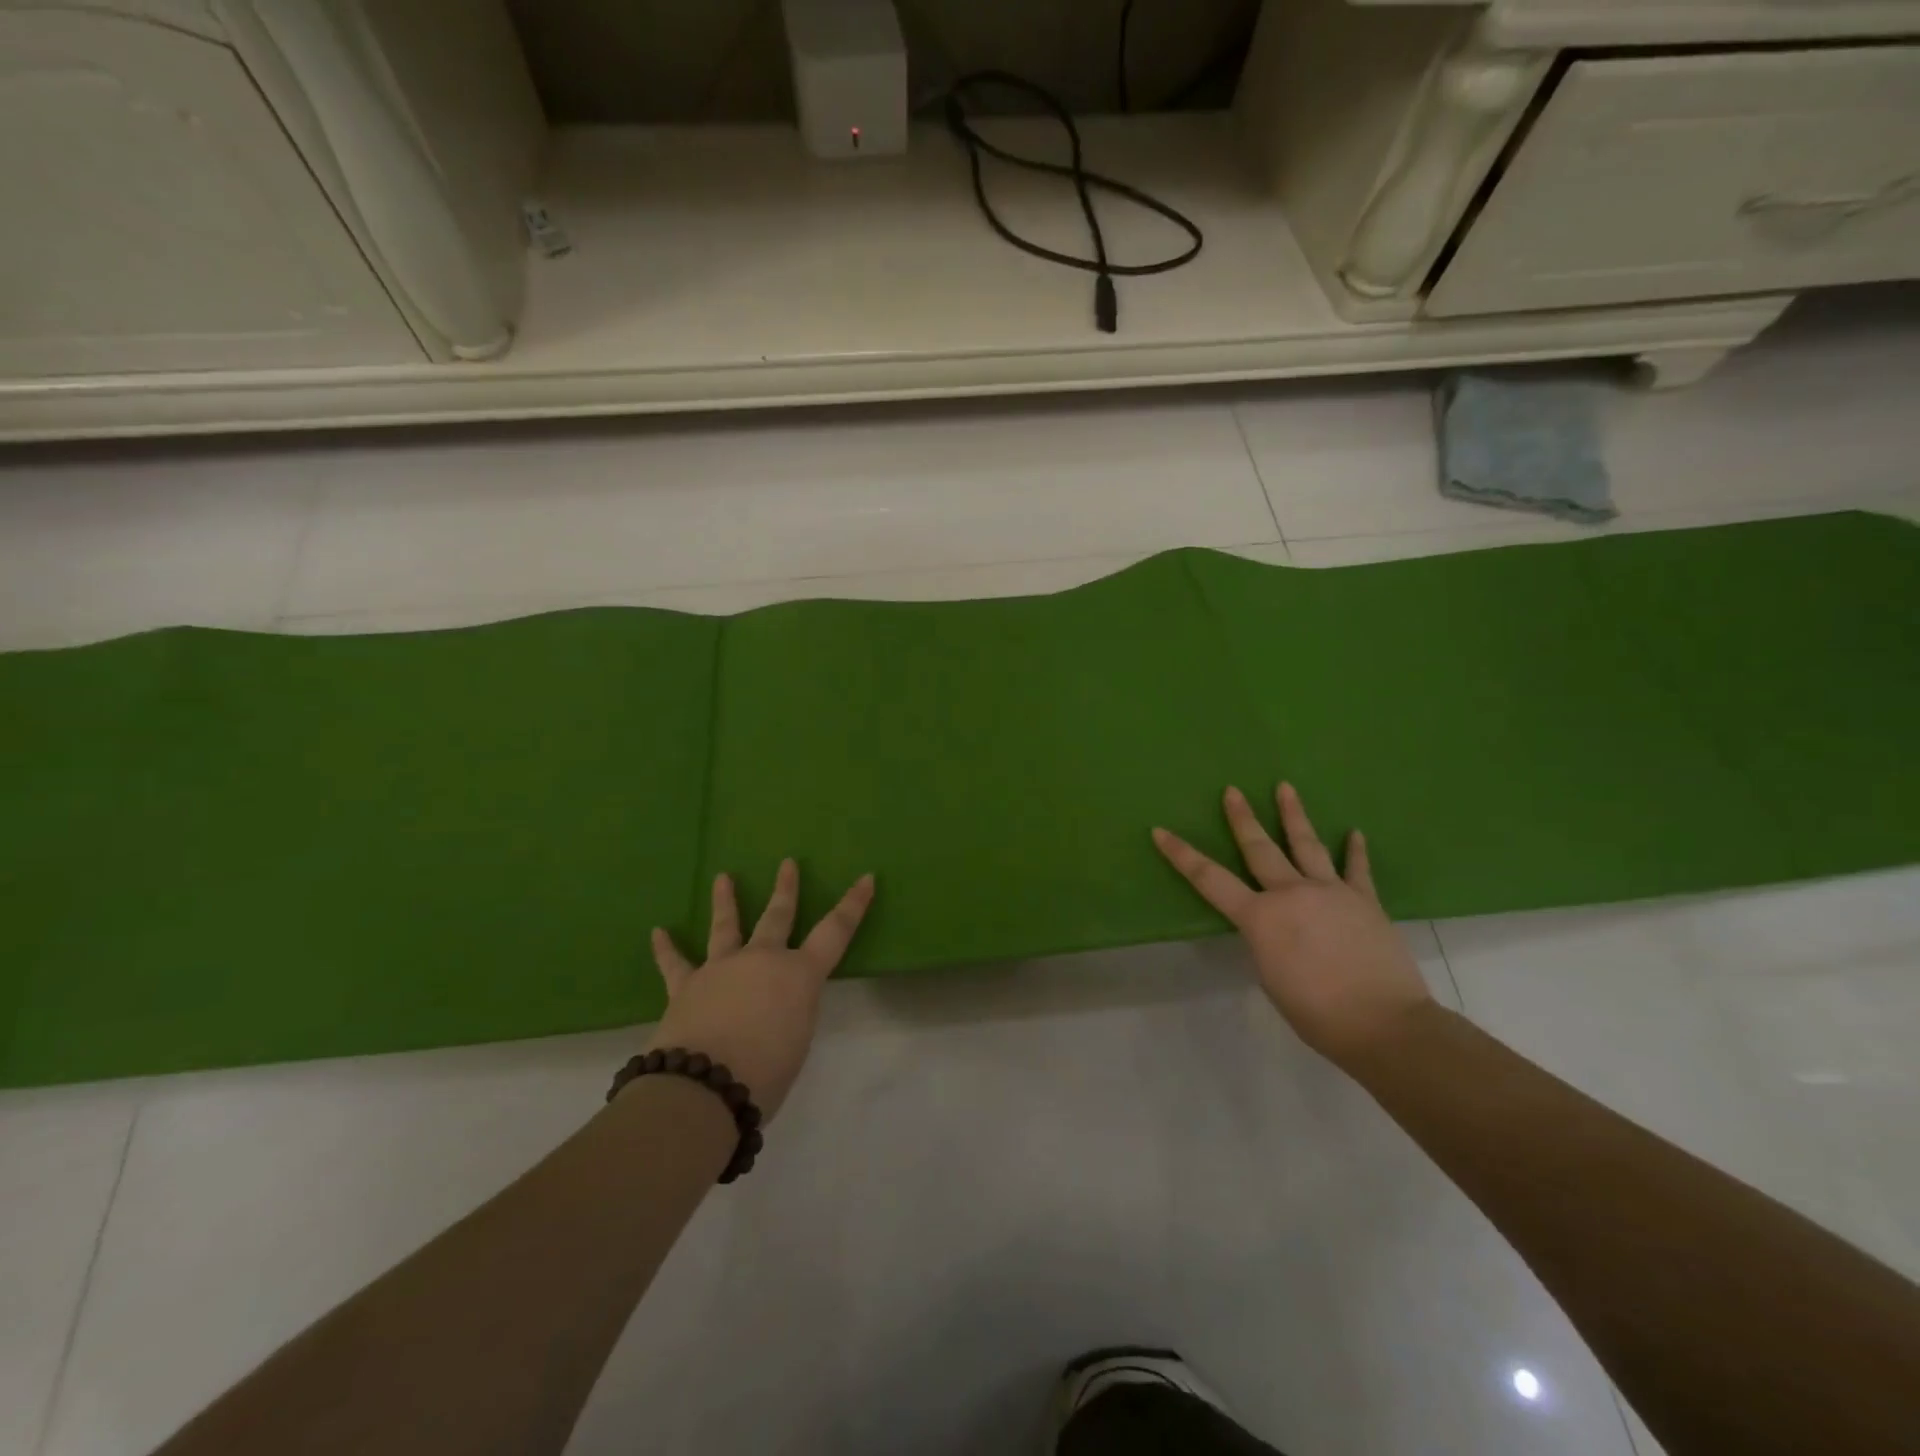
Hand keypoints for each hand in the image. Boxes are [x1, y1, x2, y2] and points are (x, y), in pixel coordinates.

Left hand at [648, 860, 874, 1118]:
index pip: (836, 932)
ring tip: (723, 878)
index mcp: (799, 974)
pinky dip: (666, 949)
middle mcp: (762, 960)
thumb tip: (775, 1007)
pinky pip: (675, 964)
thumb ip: (792, 1014)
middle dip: (786, 889)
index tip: (866, 878)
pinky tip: (658, 933)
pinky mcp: (686, 986)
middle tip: (787, 863)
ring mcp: (722, 968)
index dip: (853, 905)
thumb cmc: (766, 1072)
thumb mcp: (797, 1040)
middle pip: (777, 916)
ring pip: (726, 927)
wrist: (704, 1086)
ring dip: (726, 901)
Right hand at [1152, 783, 1431, 1065]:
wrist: (1383, 1024)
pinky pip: (1357, 869)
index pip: (1209, 879)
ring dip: (1293, 815)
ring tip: (1285, 787)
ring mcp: (1331, 892)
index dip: (1182, 855)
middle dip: (1242, 818)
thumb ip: (1267, 942)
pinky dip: (1355, 850)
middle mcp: (1291, 893)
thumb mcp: (1271, 977)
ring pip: (1307, 845)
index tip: (1161, 831)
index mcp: (1260, 917)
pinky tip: (1355, 833)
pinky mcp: (1365, 900)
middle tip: (1232, 791)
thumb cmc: (1316, 1013)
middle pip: (1260, 848)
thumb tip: (1276, 928)